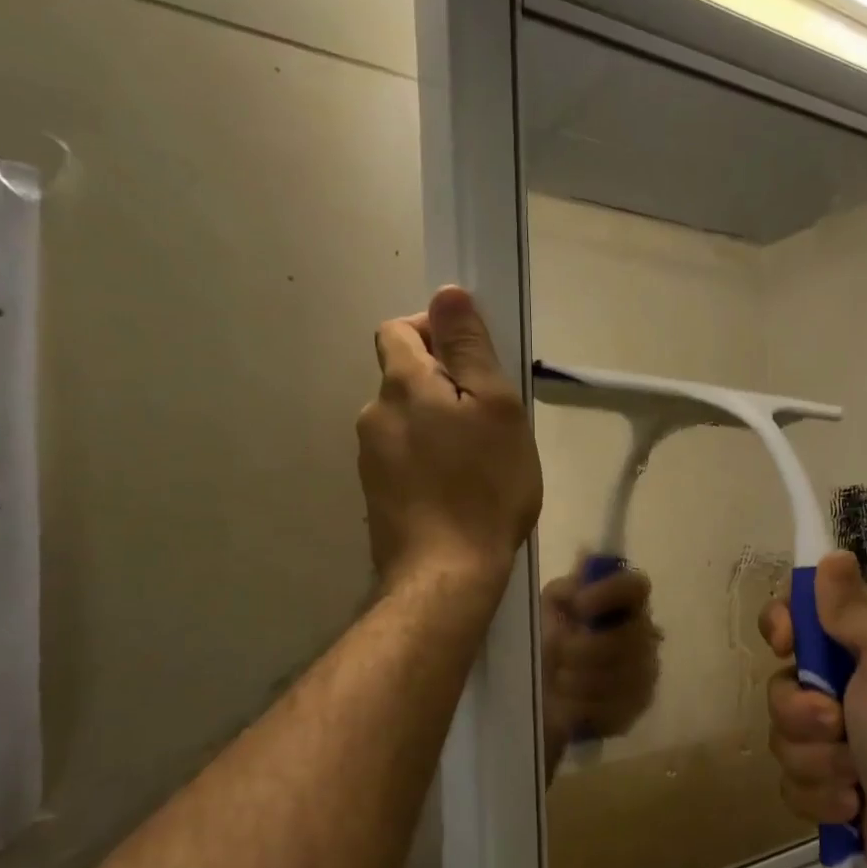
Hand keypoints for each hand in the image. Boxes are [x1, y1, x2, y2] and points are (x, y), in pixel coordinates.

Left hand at [357, 286, 542, 588]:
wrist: (446, 574)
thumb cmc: (484, 486)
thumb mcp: (496, 407)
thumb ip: (469, 348)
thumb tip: (447, 294)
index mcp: (402, 385)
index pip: (399, 329)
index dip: (434, 331)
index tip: (473, 361)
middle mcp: (374, 414)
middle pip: (404, 377)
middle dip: (443, 384)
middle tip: (489, 418)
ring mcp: (370, 458)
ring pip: (406, 420)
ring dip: (437, 425)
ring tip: (478, 460)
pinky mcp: (377, 495)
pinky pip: (404, 457)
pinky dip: (428, 459)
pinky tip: (457, 489)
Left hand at [540, 560, 661, 778]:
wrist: (540, 696)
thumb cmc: (546, 642)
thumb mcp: (547, 611)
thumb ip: (566, 589)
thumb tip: (585, 558)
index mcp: (624, 603)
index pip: (636, 586)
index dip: (609, 593)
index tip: (578, 605)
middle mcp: (645, 634)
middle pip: (627, 637)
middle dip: (583, 649)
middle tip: (556, 653)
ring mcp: (646, 672)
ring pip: (618, 675)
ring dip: (578, 679)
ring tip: (558, 679)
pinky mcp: (638, 706)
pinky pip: (614, 706)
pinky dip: (583, 705)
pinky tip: (568, 703)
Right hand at [760, 551, 866, 867]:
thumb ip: (851, 610)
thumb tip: (833, 555)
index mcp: (858, 652)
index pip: (796, 620)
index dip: (781, 627)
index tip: (787, 644)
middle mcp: (840, 692)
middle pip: (779, 687)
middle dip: (802, 714)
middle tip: (839, 725)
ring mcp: (831, 744)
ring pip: (781, 741)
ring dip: (816, 762)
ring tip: (856, 778)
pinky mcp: (825, 789)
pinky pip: (791, 785)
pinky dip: (821, 798)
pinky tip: (853, 806)